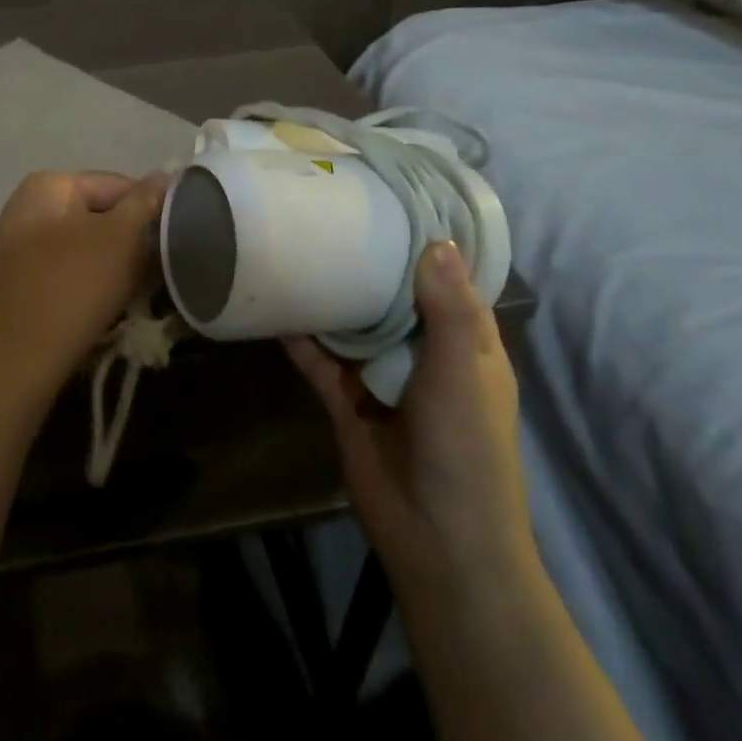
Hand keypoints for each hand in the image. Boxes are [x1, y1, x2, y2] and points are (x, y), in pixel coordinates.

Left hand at [0, 170, 170, 387]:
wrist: (23, 357)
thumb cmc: (76, 285)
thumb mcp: (122, 237)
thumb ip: (145, 201)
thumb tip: (166, 175)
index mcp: (48, 185)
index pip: (117, 184)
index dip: (151, 208)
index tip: (176, 237)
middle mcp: (30, 207)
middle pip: (101, 214)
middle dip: (134, 238)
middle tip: (163, 265)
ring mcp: (24, 245)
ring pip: (90, 244)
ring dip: (119, 262)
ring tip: (143, 286)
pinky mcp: (27, 280)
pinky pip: (74, 268)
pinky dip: (97, 279)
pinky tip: (116, 301)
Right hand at [285, 240, 533, 592]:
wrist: (436, 540)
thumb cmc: (466, 451)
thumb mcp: (466, 374)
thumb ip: (450, 311)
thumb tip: (436, 240)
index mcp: (466, 344)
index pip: (447, 281)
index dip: (426, 244)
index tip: (392, 200)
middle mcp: (423, 353)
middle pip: (392, 297)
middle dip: (366, 262)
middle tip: (329, 214)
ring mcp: (380, 377)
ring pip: (351, 324)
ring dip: (329, 296)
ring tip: (295, 250)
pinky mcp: (344, 400)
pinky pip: (318, 360)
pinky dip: (300, 337)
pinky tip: (274, 307)